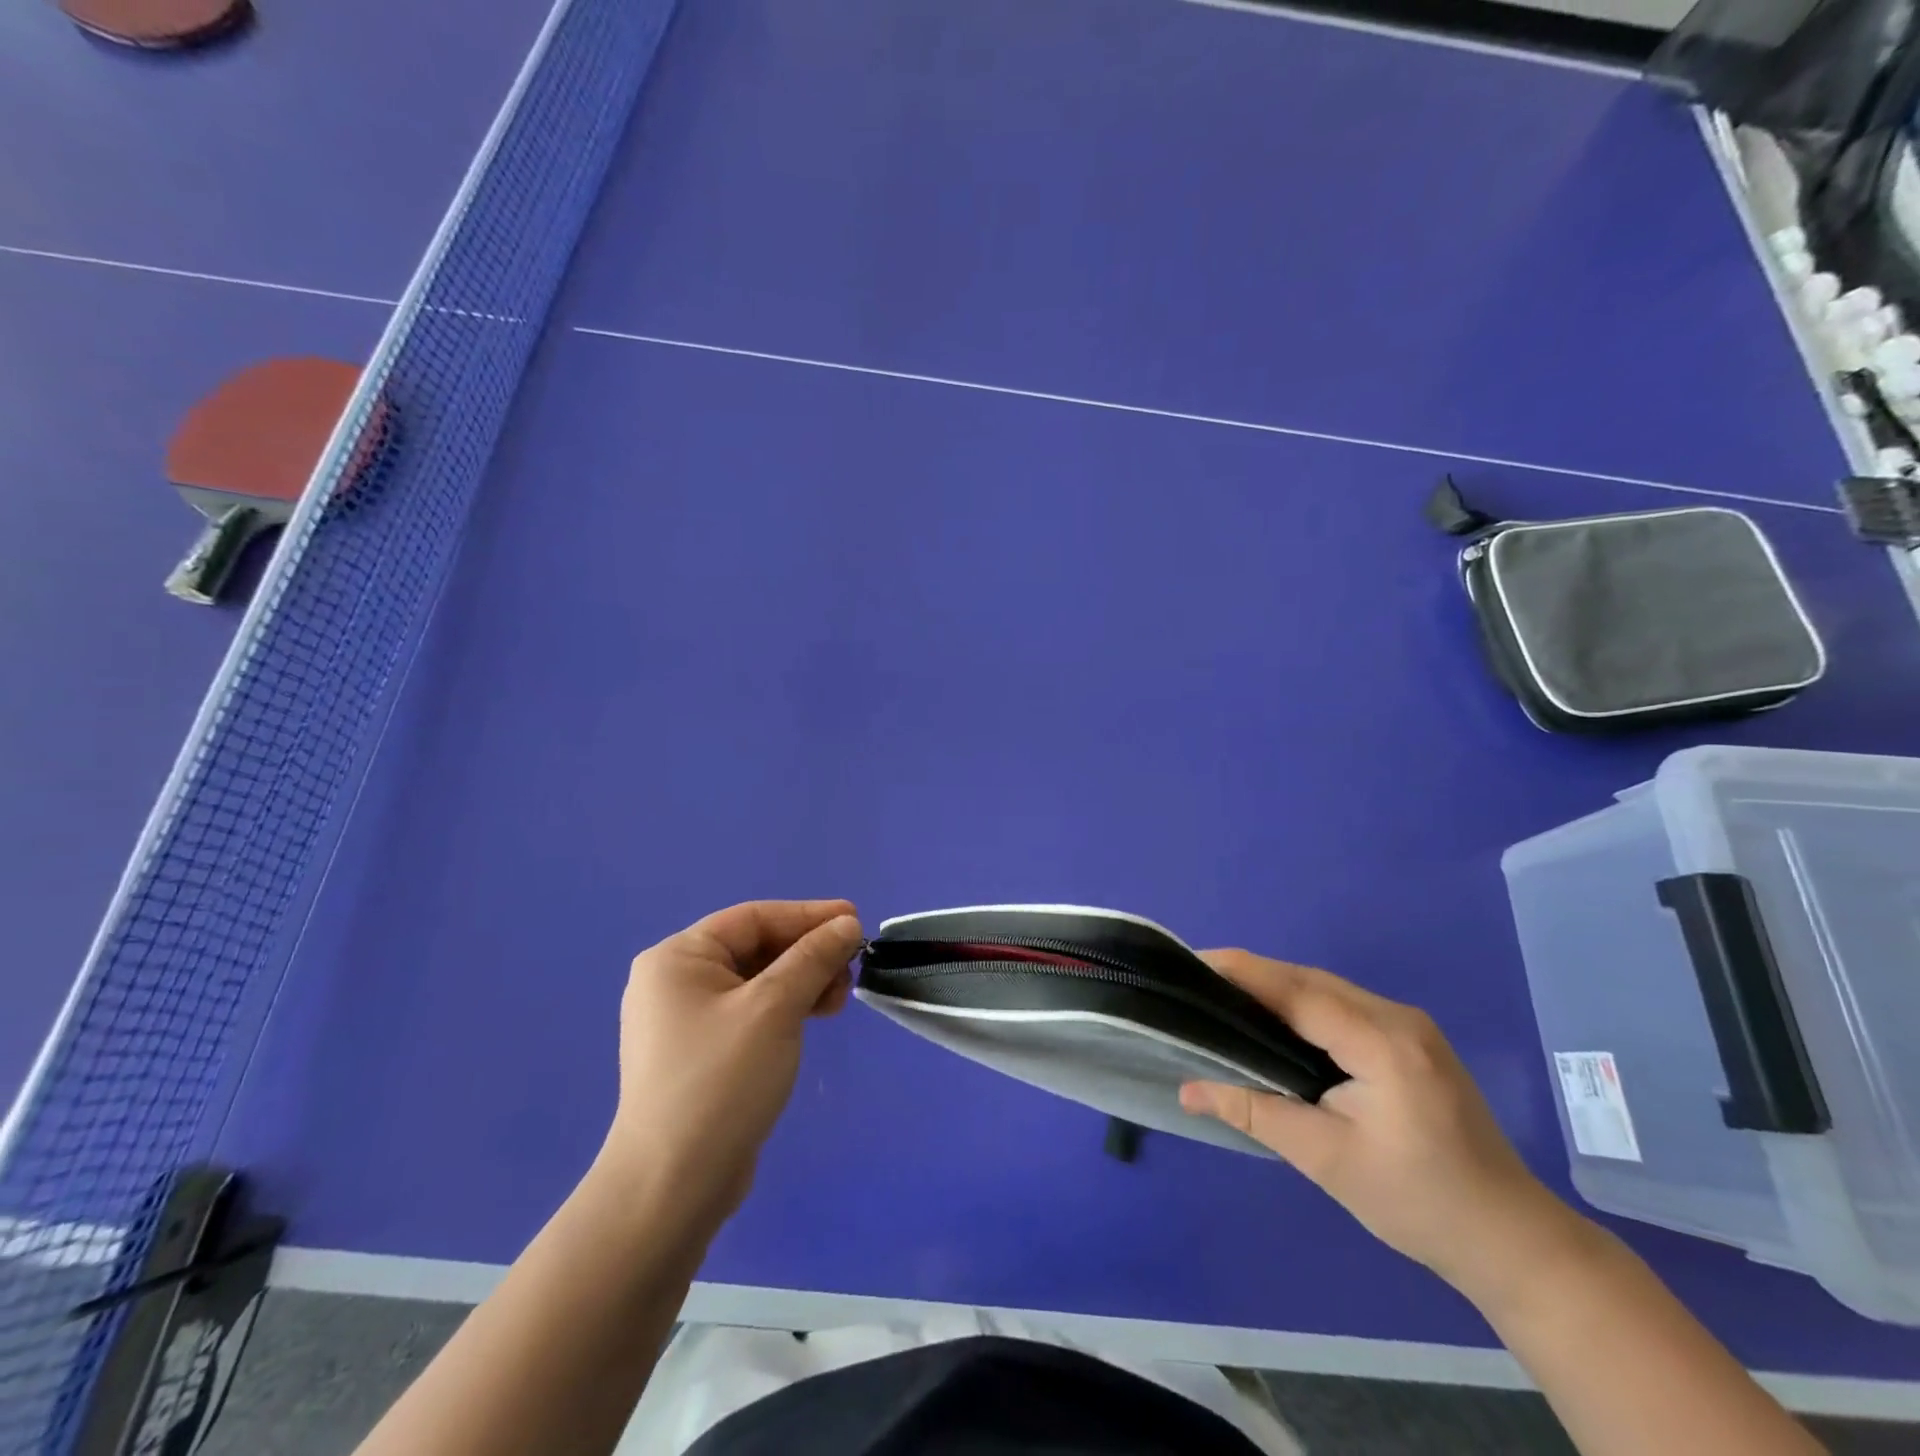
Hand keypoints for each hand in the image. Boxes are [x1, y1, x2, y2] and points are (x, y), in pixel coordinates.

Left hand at [600, 900, 863, 1236]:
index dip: (808, 915)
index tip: (856, 920)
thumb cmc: (721, 1081)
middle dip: (808, 954)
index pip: (753, 918)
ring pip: (757, 981)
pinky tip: (814, 1018)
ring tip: (839, 999)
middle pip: (756, 948)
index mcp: (678, 958)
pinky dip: (786, 1008)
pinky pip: (750, 1012)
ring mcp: (684, 1020)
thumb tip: (847, 923)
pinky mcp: (699, 1053)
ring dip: (802, 982)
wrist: (672, 1187)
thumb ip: (813, 958)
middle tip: (851, 968)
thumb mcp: (775, 1008)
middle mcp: (675, 981)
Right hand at [1179, 951, 1586, 1302]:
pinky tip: (1275, 1018)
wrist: (1512, 1241)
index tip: (1191, 963)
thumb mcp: (1327, 1160)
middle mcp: (1399, 1019)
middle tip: (1197, 980)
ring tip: (1224, 994)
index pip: (1298, 992)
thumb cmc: (1420, 1204)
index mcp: (1384, 1045)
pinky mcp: (1412, 1039)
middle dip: (1252, 974)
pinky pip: (1343, 1004)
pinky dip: (1302, 1002)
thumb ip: (1255, 1112)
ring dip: (1276, 986)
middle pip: (1310, 980)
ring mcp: (1411, 1025)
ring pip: (1327, 988)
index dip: (1242, 972)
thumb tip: (1187, 1091)